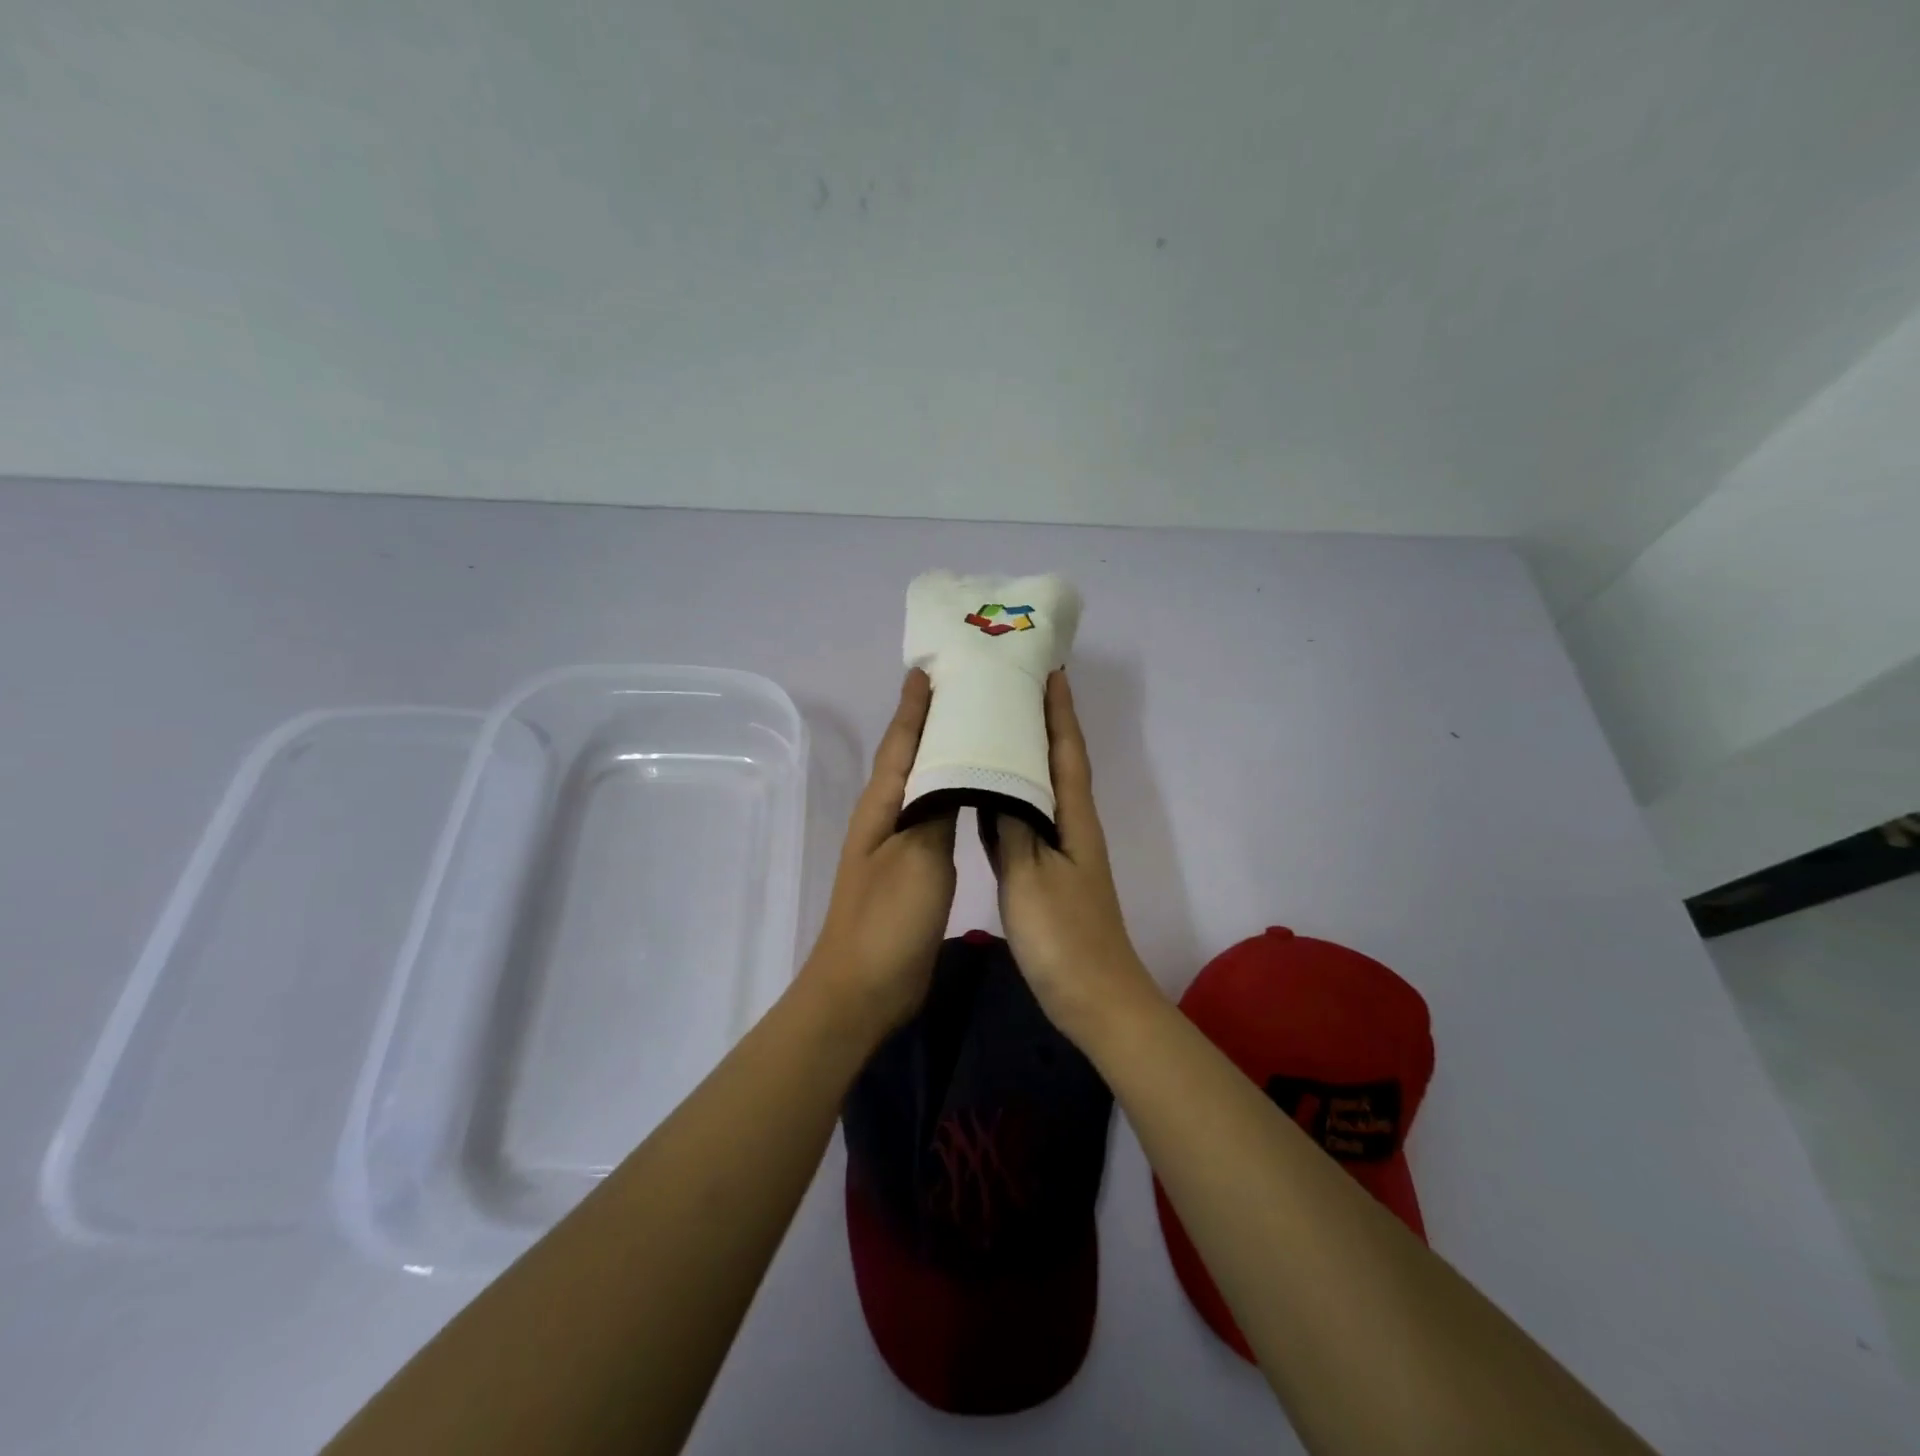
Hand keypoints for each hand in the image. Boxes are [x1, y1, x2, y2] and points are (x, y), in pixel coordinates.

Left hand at [801, 669, 956, 1034]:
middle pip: (911, 756)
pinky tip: (975, 792)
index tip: (930, 668)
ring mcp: (899, 844)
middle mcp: (887, 816)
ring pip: (925, 784)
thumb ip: (937, 808)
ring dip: (945, 754)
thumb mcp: (918, 857)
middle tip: (967, 689)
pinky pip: (936, 816)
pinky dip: (954, 793)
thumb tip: (955, 765)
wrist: (862, 989)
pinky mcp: (914, 869)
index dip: (915, 705)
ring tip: (979, 730)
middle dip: (932, 720)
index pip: (901, 741)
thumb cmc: (888, 919)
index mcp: (882, 805)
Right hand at [988, 671, 1164, 1043]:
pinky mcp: (1040, 875)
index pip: (1066, 750)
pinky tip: (977, 794)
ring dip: (1018, 759)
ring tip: (987, 729)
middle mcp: (1068, 826)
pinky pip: (1018, 824)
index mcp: (1073, 818)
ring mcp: (1055, 852)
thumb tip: (997, 777)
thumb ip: (1012, 825)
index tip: (1048, 671)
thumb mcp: (1031, 876)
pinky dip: (1002, 801)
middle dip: (1037, 724)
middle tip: (1006, 690)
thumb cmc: (1063, 935)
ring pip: (1033, 791)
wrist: (1092, 997)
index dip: (1059, 711)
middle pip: (1052, 763)